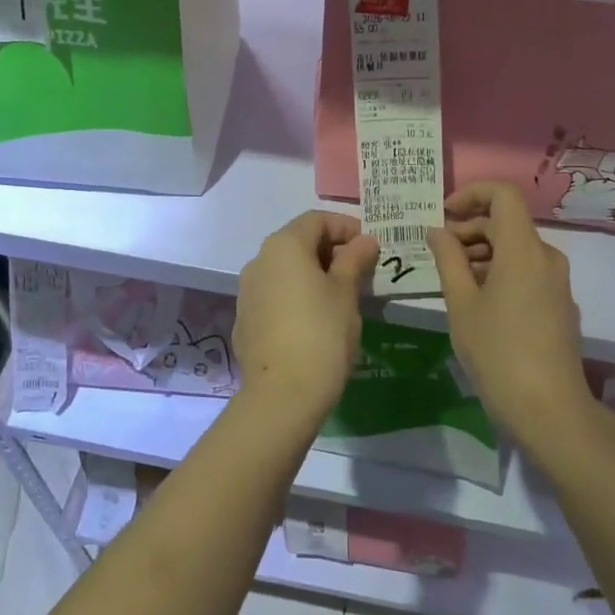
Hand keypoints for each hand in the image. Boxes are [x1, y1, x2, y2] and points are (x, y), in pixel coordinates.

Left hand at [233, 210, 377, 422]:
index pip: (316, 220)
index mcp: (284, 246)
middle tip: (359, 271)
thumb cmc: (322, 334)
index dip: (345, 227)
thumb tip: (364, 241)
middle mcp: (259, 261)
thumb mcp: (346, 293)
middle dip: (330, 250)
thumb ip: (354, 260)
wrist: (282, 394)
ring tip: (340, 296)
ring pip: (284, 270)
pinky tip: (314, 320)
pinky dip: (295, 296)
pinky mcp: (245, 320)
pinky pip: (274, 295)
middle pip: (298, 242)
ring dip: (312, 274)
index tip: (369, 247)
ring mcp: (247, 292)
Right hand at [427, 182, 592, 451]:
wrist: (550, 410)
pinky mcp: (559, 304)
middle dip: (470, 228)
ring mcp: (557, 282)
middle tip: (438, 253)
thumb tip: (438, 231)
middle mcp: (547, 257)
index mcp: (523, 249)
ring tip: (452, 279)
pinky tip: (478, 300)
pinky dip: (500, 271)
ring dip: (483, 252)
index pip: (504, 194)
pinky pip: (527, 270)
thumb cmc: (498, 353)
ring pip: (517, 248)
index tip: (444, 214)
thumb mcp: (461, 305)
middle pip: (507, 222)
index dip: (472, 193)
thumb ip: (448, 260)